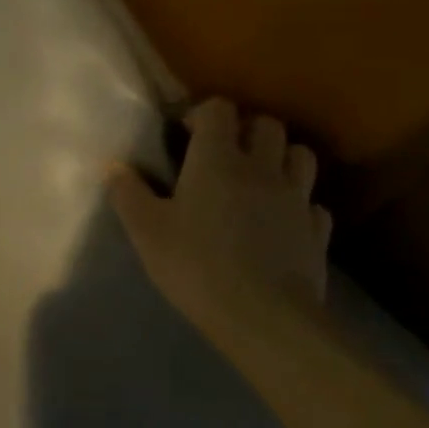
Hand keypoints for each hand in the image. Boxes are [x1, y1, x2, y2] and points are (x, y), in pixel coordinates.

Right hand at [108, 99, 332, 344]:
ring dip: (281, 158)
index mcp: (218, 159)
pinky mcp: (316, 231)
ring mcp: (296, 198)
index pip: (219, 109)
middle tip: (225, 154)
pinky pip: (313, 203)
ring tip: (260, 179)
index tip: (186, 134)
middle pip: (267, 124)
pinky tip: (283, 221)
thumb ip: (128, 194)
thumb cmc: (197, 267)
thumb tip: (113, 166)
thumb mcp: (147, 232)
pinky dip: (300, 203)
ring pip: (300, 155)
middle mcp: (262, 168)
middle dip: (246, 130)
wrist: (264, 317)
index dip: (202, 113)